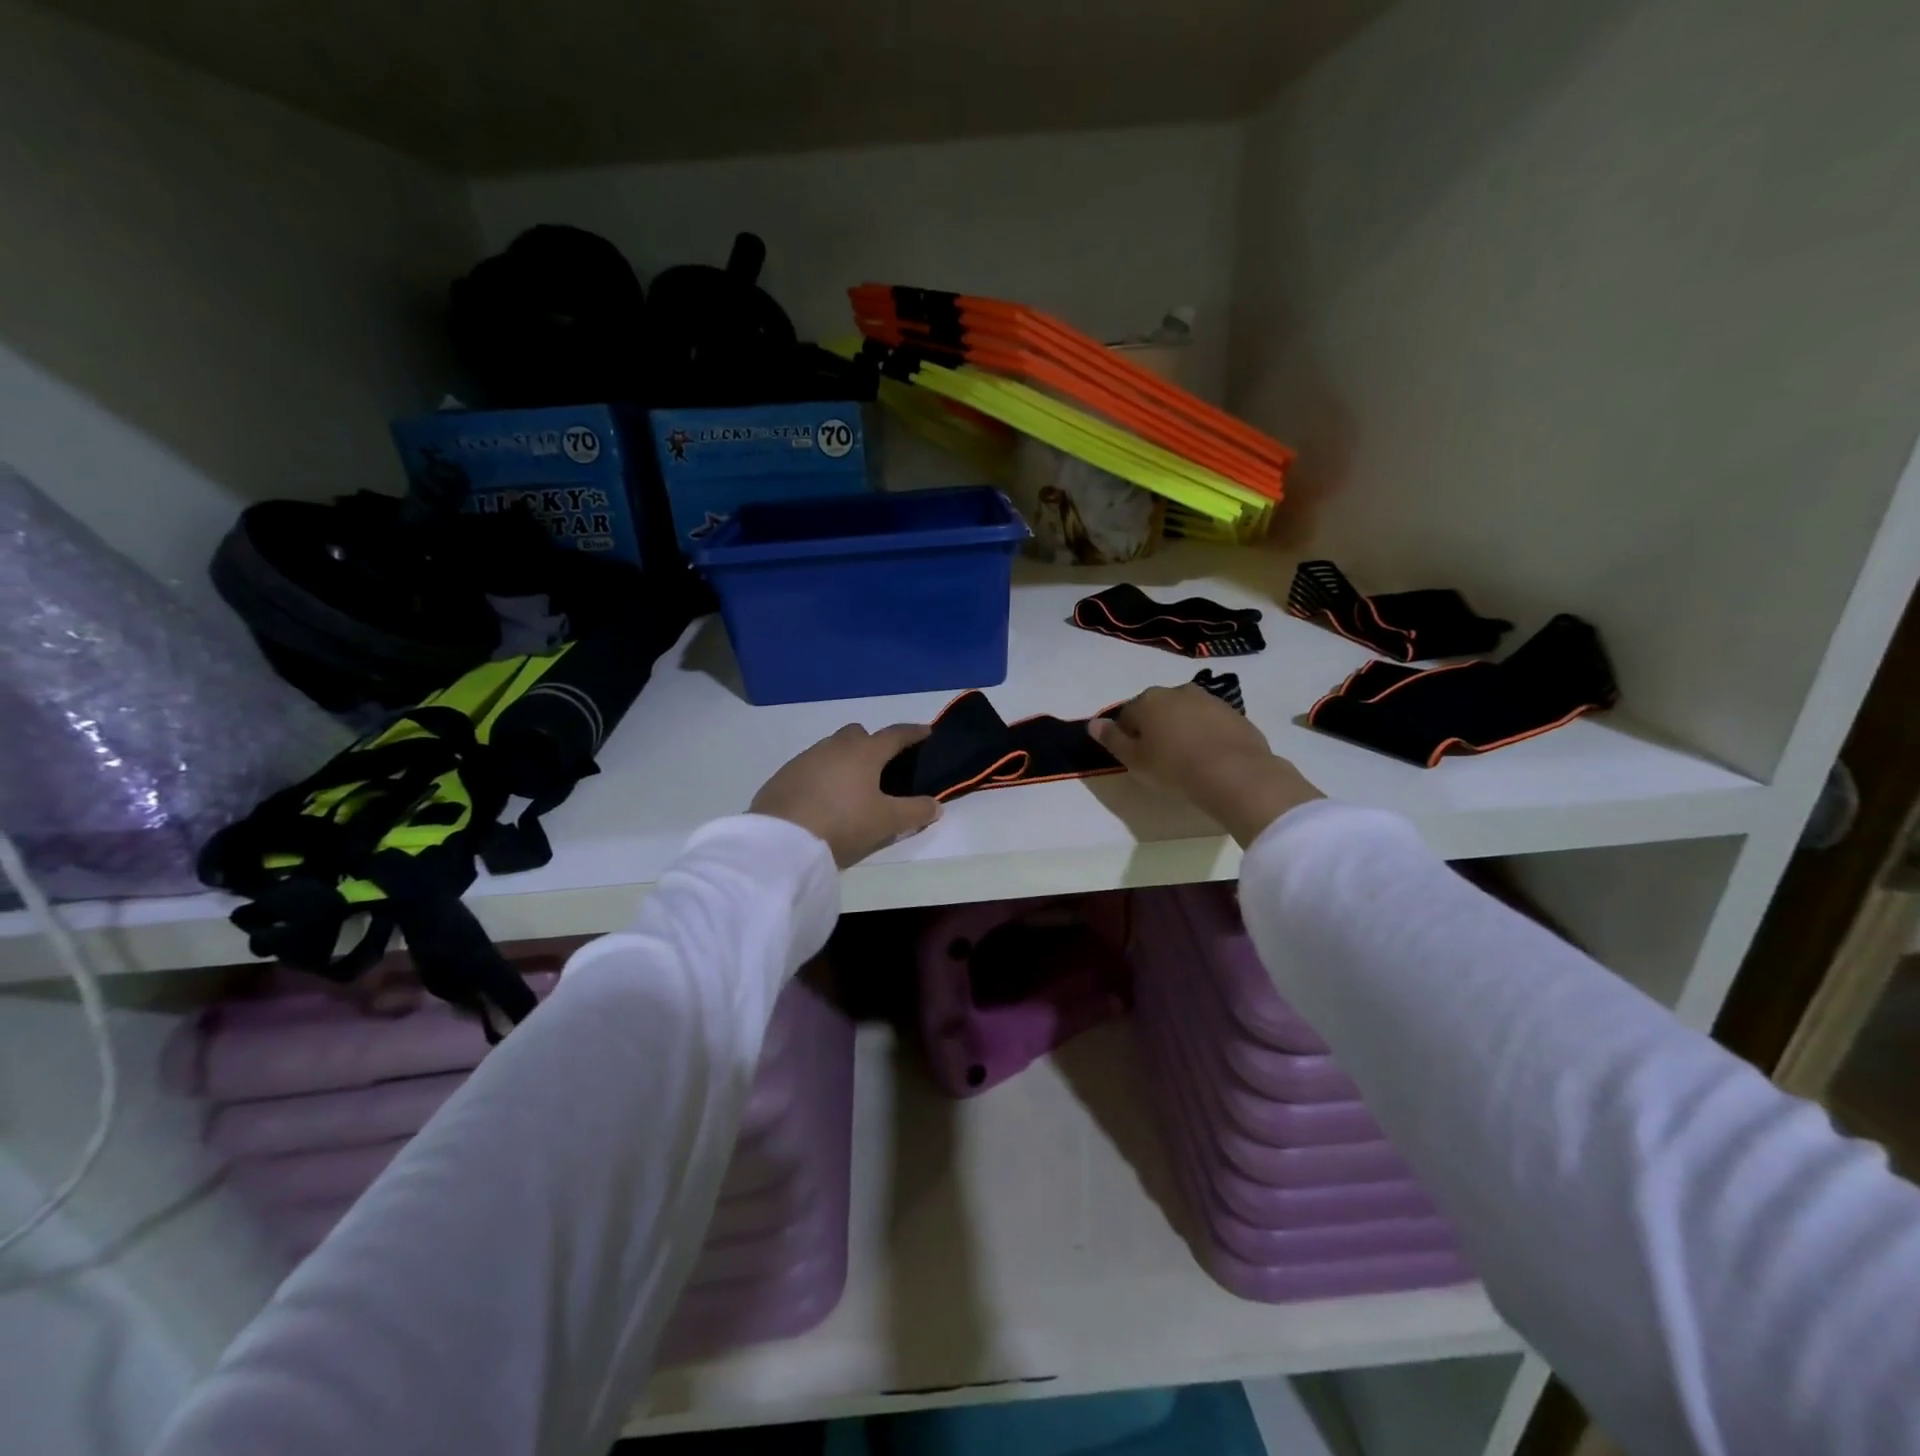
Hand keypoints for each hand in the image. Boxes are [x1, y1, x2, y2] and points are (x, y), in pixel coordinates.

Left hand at [751, 724, 941, 867]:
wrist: (781, 840)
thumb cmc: (843, 823)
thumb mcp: (886, 822)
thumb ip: (914, 812)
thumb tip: (936, 805)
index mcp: (864, 752)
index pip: (895, 734)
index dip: (913, 733)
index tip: (926, 732)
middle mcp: (835, 746)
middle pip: (858, 734)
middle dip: (872, 743)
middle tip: (882, 767)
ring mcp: (805, 758)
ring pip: (832, 749)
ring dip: (844, 760)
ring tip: (851, 787)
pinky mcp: (783, 775)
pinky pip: (810, 767)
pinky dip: (822, 776)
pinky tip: (823, 799)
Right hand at [1089, 684, 1321, 846]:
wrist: (1235, 773)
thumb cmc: (1174, 768)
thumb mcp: (1134, 760)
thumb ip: (1112, 740)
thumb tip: (1093, 723)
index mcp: (1148, 700)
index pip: (1127, 715)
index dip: (1127, 737)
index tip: (1135, 759)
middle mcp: (1177, 691)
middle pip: (1157, 710)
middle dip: (1155, 729)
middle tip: (1159, 759)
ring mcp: (1209, 699)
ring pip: (1185, 713)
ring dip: (1181, 729)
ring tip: (1186, 759)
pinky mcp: (1234, 713)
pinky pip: (1210, 722)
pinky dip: (1206, 734)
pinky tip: (1209, 757)